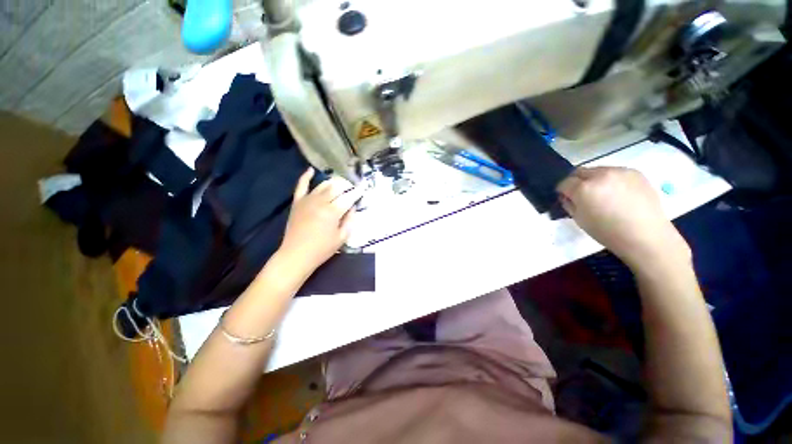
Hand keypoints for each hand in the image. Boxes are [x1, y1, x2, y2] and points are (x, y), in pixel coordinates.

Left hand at [277, 169, 362, 276]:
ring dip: (333, 182)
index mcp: (333, 212)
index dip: (357, 192)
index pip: (349, 197)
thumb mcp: (342, 237)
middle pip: (336, 187)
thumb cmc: (322, 249)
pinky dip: (306, 177)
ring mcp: (307, 200)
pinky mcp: (297, 202)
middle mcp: (321, 202)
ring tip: (340, 184)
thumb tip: (352, 207)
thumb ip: (350, 220)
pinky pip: (301, 186)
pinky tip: (311, 170)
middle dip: (346, 185)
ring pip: (323, 185)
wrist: (296, 255)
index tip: (364, 187)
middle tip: (352, 188)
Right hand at [557, 167, 690, 272]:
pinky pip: (615, 172)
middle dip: (577, 181)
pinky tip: (618, 193)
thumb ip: (569, 204)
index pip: (564, 183)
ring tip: (602, 194)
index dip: (563, 191)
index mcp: (583, 188)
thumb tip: (567, 196)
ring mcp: (619, 171)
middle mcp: (600, 175)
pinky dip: (611, 180)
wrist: (645, 235)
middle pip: (580, 171)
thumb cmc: (607, 231)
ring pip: (597, 170)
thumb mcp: (579, 219)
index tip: (566, 198)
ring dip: (594, 179)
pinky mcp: (635, 172)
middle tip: (581, 194)